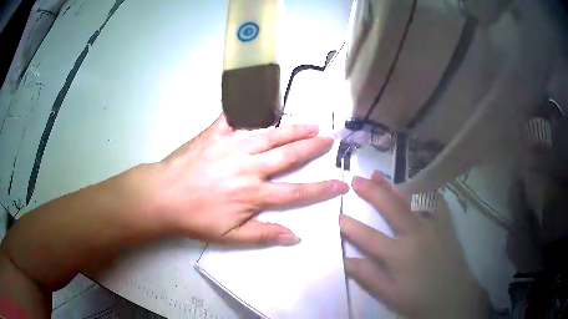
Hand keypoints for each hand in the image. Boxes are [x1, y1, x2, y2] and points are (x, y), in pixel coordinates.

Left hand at [145, 114, 347, 244]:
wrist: (163, 196)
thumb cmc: (196, 218)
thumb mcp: (229, 236)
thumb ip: (264, 235)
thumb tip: (295, 237)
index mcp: (254, 194)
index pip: (297, 192)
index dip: (322, 189)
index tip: (340, 184)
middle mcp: (249, 167)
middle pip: (289, 156)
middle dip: (312, 148)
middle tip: (329, 139)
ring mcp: (233, 146)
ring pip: (271, 135)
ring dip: (293, 130)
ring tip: (310, 124)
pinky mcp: (216, 133)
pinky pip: (236, 118)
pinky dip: (250, 110)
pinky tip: (262, 104)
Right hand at [340, 172, 489, 317]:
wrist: (452, 297)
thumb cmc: (418, 299)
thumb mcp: (389, 294)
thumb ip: (367, 276)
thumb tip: (346, 259)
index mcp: (400, 255)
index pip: (369, 238)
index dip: (351, 227)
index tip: (338, 216)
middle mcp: (416, 234)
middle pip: (391, 208)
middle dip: (371, 193)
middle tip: (356, 181)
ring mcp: (433, 226)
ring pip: (411, 200)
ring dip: (393, 186)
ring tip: (378, 175)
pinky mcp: (445, 224)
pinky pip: (434, 202)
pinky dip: (423, 191)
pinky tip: (416, 186)